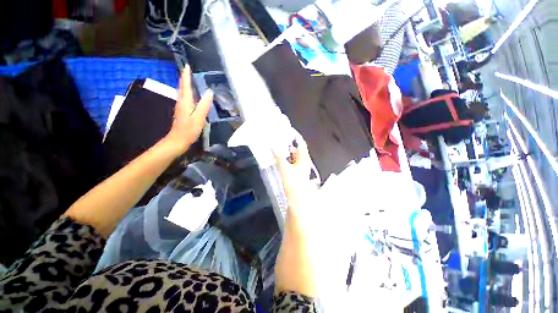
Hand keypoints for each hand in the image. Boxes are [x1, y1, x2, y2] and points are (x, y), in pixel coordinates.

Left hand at [165, 66, 212, 153]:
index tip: (187, 65)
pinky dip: (186, 93)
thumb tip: (209, 92)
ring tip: (189, 79)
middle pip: (182, 87)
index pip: (186, 86)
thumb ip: (204, 105)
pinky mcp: (181, 112)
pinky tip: (190, 95)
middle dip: (184, 78)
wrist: (178, 140)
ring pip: (182, 92)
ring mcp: (180, 107)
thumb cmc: (189, 130)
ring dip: (185, 84)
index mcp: (186, 102)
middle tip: (187, 70)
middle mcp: (181, 102)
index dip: (186, 76)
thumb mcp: (199, 118)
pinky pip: (184, 98)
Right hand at [274, 133, 318, 209]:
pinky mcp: (297, 173)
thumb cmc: (294, 183)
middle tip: (280, 138)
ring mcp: (301, 167)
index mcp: (304, 158)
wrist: (298, 199)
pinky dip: (287, 158)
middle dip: (289, 143)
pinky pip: (292, 162)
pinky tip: (281, 158)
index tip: (288, 130)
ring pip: (294, 156)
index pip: (301, 143)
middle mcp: (304, 161)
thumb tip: (273, 147)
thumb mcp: (285, 168)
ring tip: (279, 146)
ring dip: (288, 151)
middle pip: (297, 149)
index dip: (296, 136)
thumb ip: (279, 157)